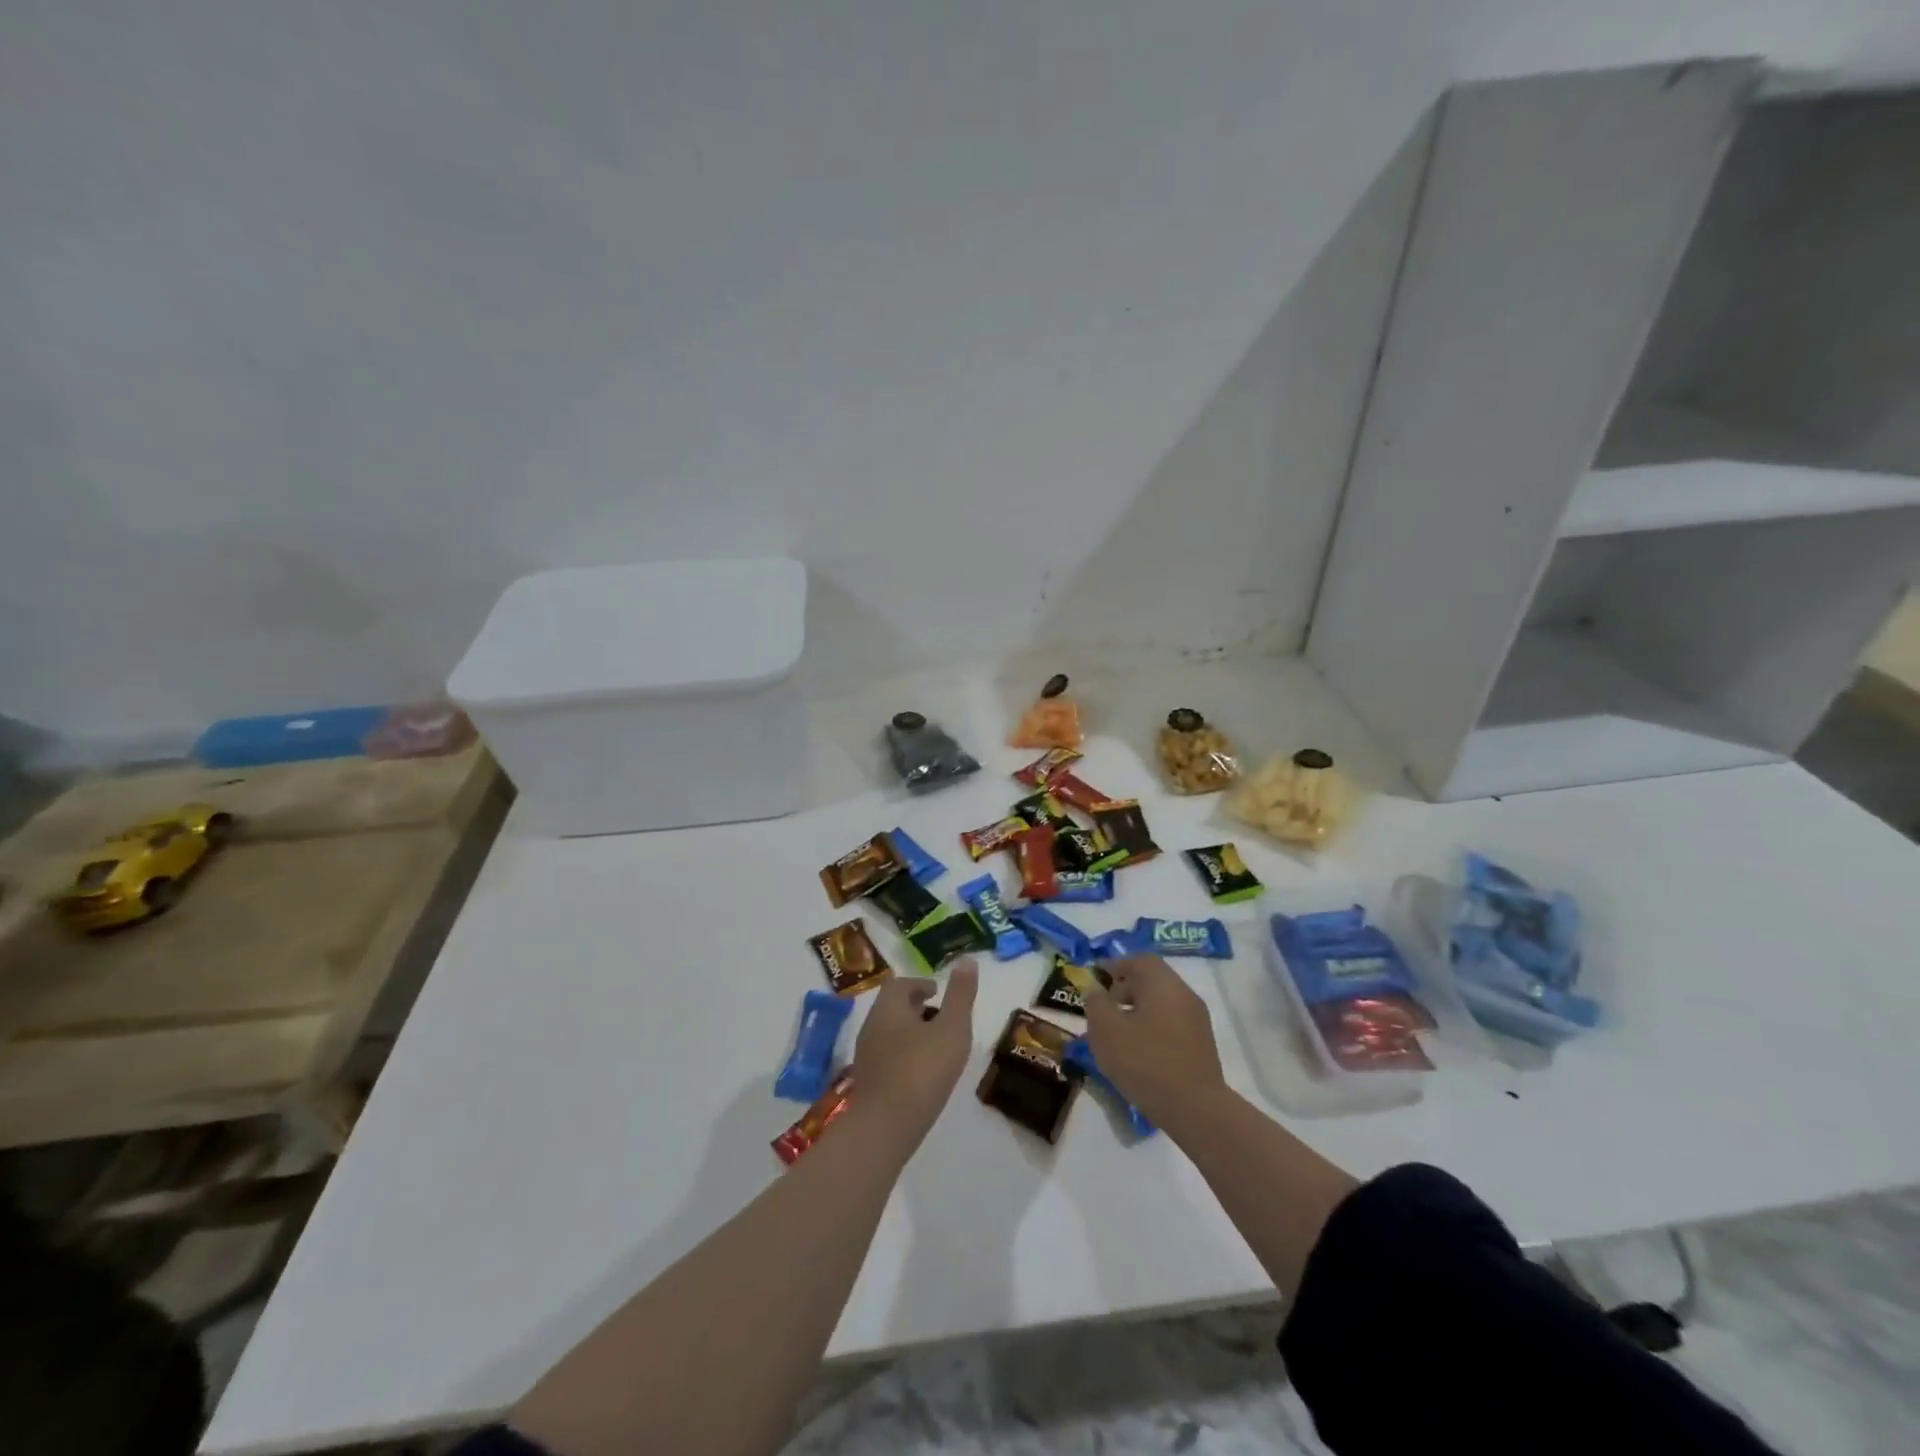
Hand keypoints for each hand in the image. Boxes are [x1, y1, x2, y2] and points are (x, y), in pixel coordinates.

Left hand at [851, 960, 978, 1147]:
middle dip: (916, 1008)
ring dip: (910, 1033)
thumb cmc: (922, 1070)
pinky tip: (922, 1074)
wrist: (884, 1128)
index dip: (919, 984)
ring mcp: (866, 1056)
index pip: (899, 984)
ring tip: (936, 1046)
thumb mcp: (952, 1028)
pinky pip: (887, 1058)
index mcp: (888, 1008)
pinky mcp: (867, 1083)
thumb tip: (967, 960)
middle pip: (892, 1008)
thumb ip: (960, 995)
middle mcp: (871, 1026)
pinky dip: (904, 1056)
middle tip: (941, 1017)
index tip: (938, 993)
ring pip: (889, 1033)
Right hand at [1083, 955, 1227, 1132]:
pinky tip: (1140, 1051)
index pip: (1140, 960)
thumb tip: (1094, 988)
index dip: (1116, 965)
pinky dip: (1154, 1026)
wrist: (1195, 1109)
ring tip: (1119, 1033)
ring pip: (1163, 1002)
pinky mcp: (1203, 1044)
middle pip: (1153, 980)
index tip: (1098, 979)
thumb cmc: (1145, 1062)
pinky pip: (1173, 1023)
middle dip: (1126, 989)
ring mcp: (1198, 1020)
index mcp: (1163, 983)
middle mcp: (1184, 994)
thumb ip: (1096, 1003)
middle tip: (1105, 1007)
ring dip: (1139, 1009)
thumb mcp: (1106, 1031)